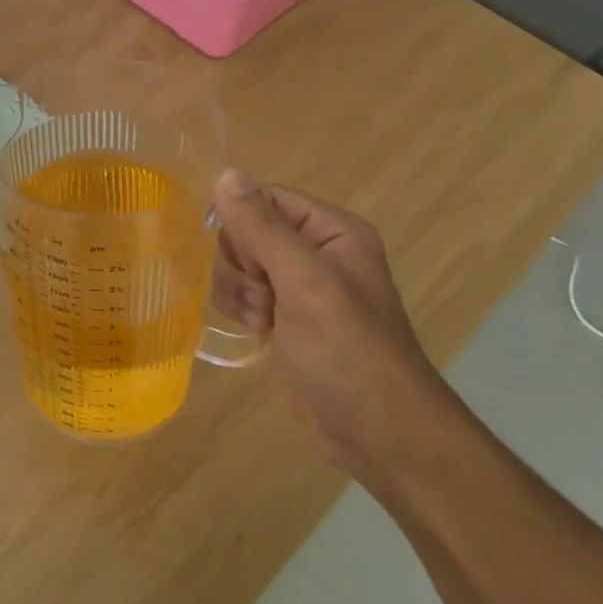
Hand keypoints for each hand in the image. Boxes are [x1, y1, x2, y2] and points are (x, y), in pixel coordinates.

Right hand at [211, 170, 458, 490]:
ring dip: (240, 293)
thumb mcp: (305, 283)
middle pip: (245, 232)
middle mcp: (314, 251)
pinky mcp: (284, 317)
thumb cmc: (347, 351)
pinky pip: (243, 294)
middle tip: (266, 298)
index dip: (243, 226)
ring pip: (238, 265)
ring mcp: (298, 286)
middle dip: (241, 266)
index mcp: (331, 229)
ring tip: (267, 321)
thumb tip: (226, 173)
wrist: (376, 430)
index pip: (264, 199)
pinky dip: (242, 310)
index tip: (251, 263)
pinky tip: (262, 333)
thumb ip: (263, 228)